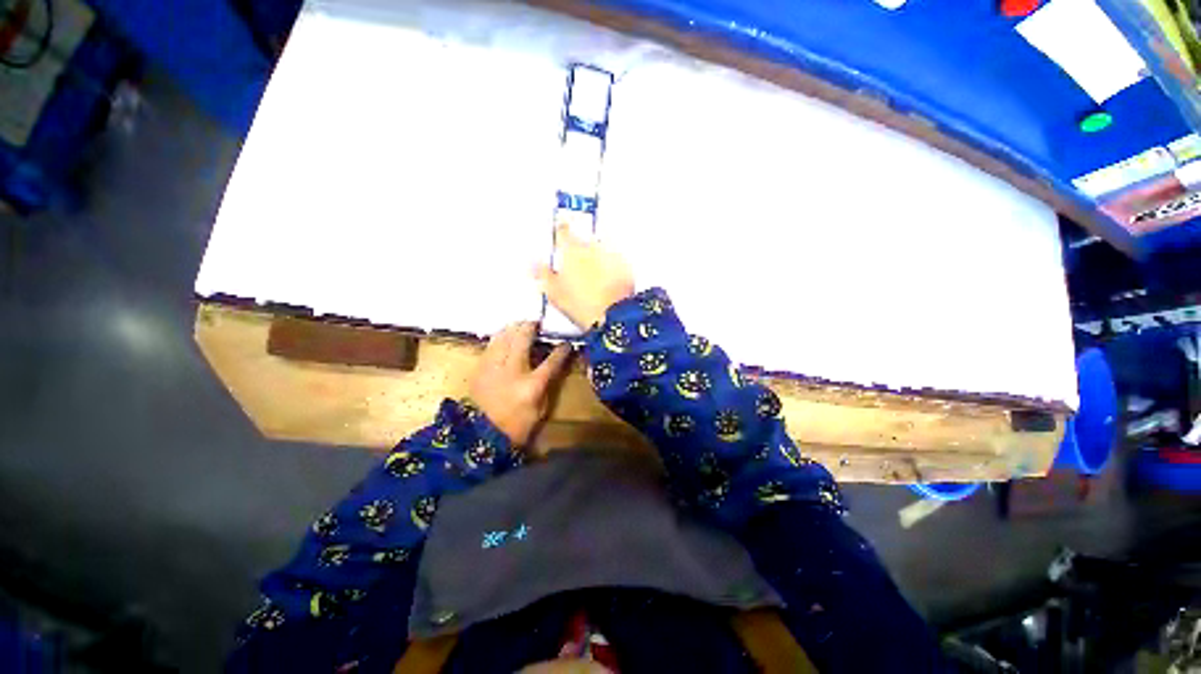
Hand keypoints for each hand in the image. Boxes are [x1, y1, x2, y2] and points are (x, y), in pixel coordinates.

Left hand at [470, 322, 572, 445]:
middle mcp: (512, 371)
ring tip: (520, 325)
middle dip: (531, 327)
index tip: (567, 343)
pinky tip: (505, 336)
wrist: (482, 436)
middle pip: (522, 339)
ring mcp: (493, 368)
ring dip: (514, 328)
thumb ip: (547, 383)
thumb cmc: (518, 425)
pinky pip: (491, 345)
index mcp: (532, 385)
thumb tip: (552, 364)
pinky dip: (500, 338)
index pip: (551, 361)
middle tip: (537, 323)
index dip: (562, 350)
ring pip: (503, 337)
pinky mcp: (480, 369)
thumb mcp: (541, 408)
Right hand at [535, 223, 634, 329]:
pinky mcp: (625, 266)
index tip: (560, 231)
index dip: (560, 230)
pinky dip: (610, 268)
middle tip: (576, 267)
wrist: (613, 315)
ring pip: (600, 251)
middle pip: (583, 241)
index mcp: (571, 250)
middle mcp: (592, 247)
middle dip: (579, 251)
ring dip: (595, 259)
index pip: (562, 231)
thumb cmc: (581, 305)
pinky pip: (615, 262)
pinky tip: (606, 282)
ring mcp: (611, 255)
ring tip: (592, 279)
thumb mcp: (554, 292)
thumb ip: (543, 274)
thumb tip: (534, 264)